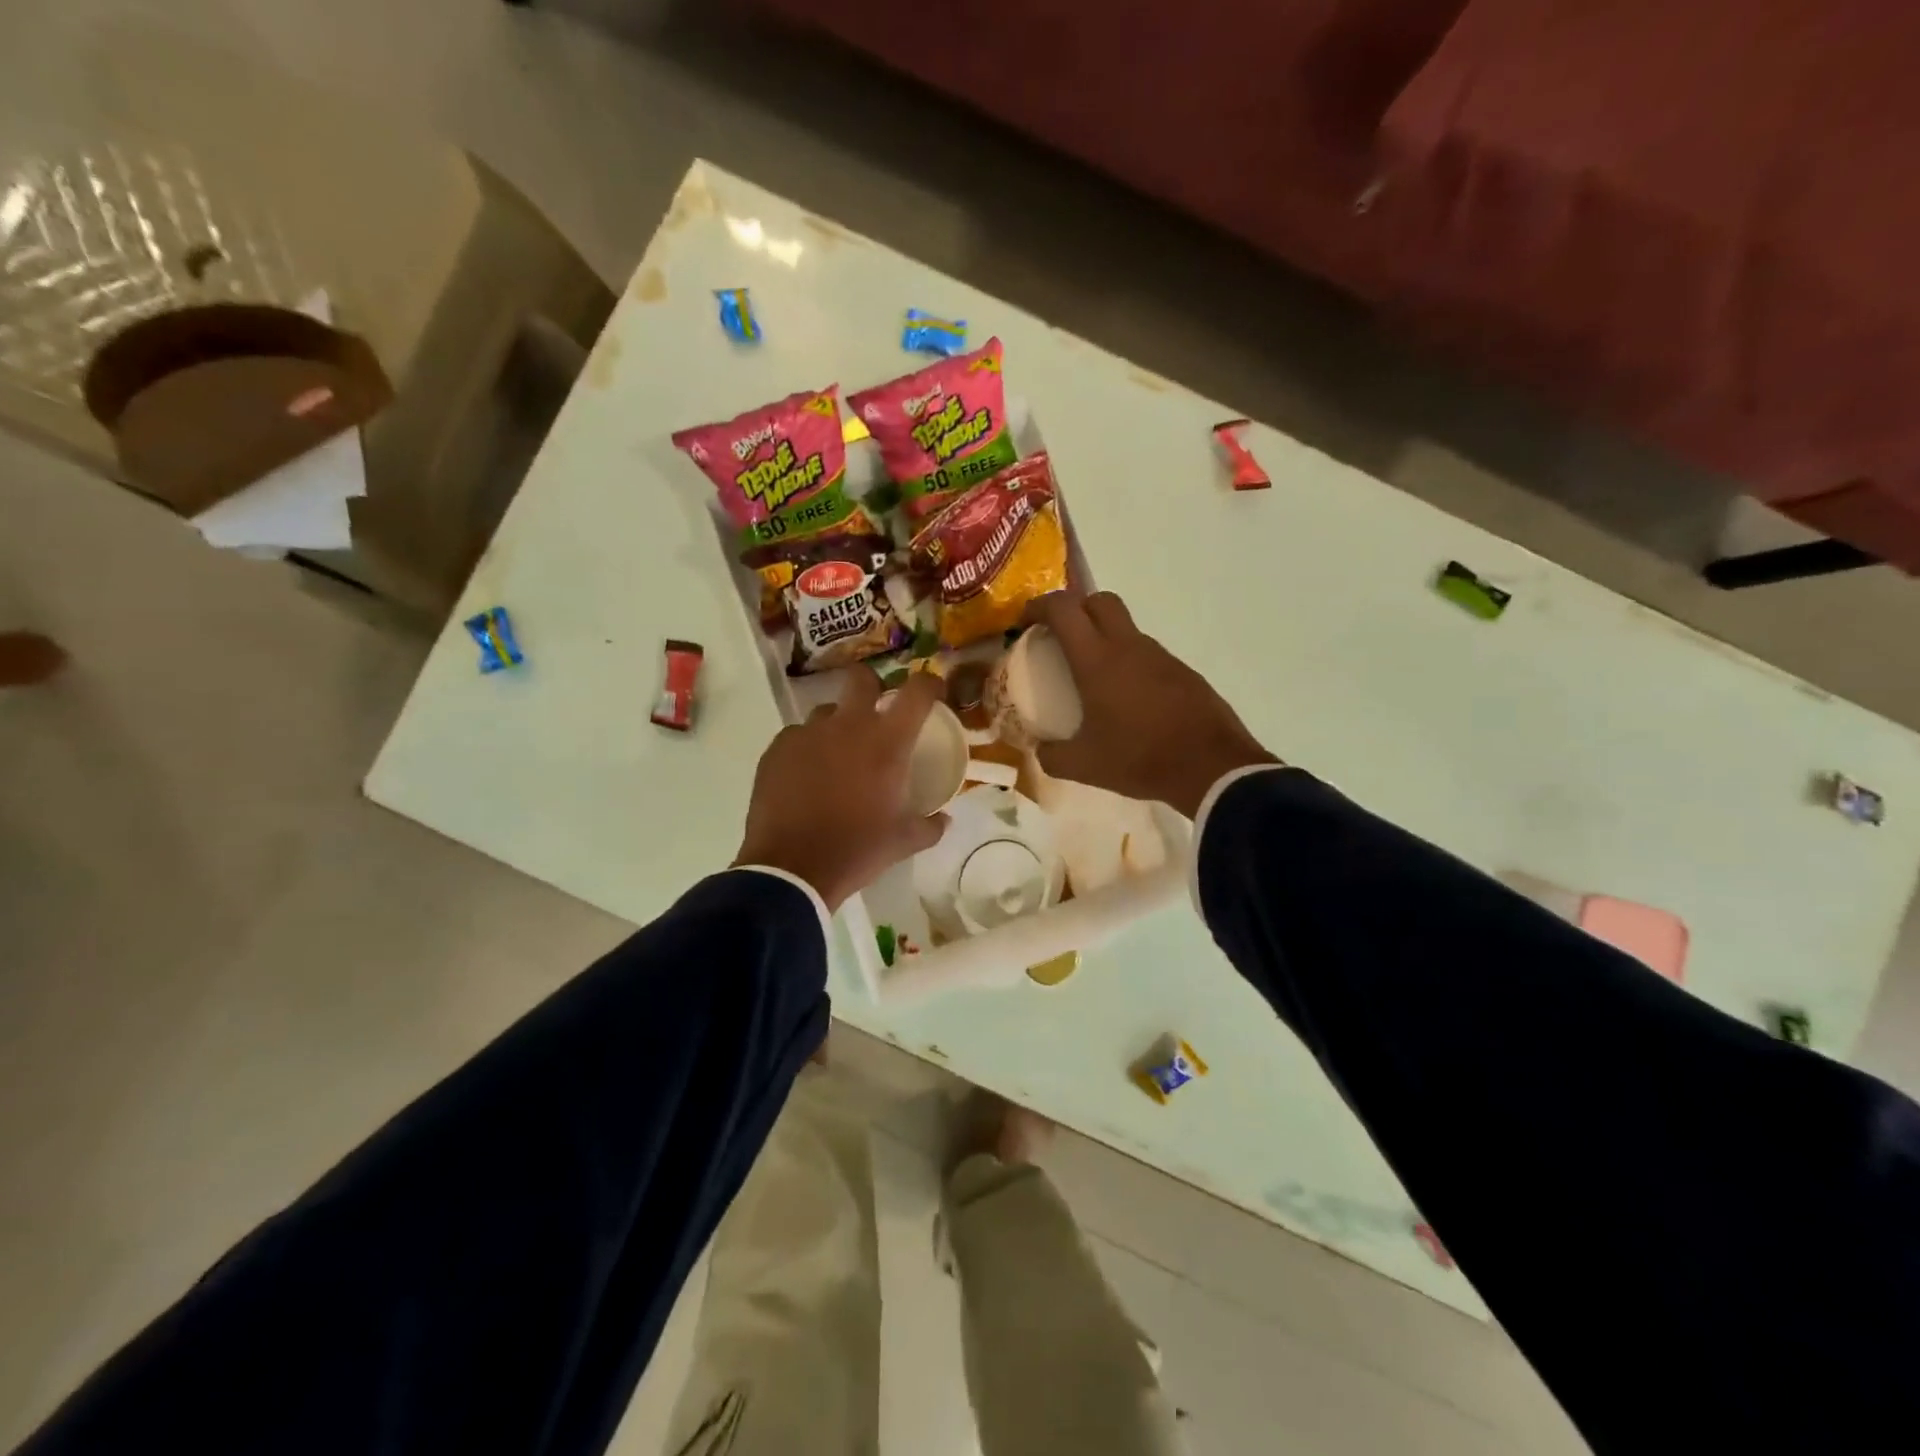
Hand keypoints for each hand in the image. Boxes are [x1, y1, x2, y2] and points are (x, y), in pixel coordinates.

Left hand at [734, 668, 949, 910]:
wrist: (792, 869)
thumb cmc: (857, 850)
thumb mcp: (903, 842)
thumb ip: (930, 826)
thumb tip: (943, 820)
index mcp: (887, 742)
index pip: (917, 691)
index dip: (929, 684)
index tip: (932, 692)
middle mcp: (848, 725)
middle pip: (862, 678)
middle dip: (872, 686)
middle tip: (876, 712)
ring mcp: (809, 733)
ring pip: (826, 711)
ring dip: (837, 725)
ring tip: (836, 756)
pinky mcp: (778, 748)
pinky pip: (798, 736)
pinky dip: (807, 749)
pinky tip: (806, 777)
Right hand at [1028, 591, 1278, 817]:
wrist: (1211, 767)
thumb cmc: (1140, 759)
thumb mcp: (1084, 765)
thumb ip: (1052, 756)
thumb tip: (1040, 750)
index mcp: (1097, 660)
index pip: (1063, 608)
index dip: (1039, 606)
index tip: (1026, 622)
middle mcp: (1128, 647)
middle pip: (1099, 601)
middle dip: (1075, 609)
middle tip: (1061, 638)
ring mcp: (1160, 656)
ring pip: (1126, 628)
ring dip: (1104, 639)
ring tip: (1093, 678)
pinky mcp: (1182, 672)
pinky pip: (1147, 655)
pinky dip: (1129, 664)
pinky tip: (1128, 700)